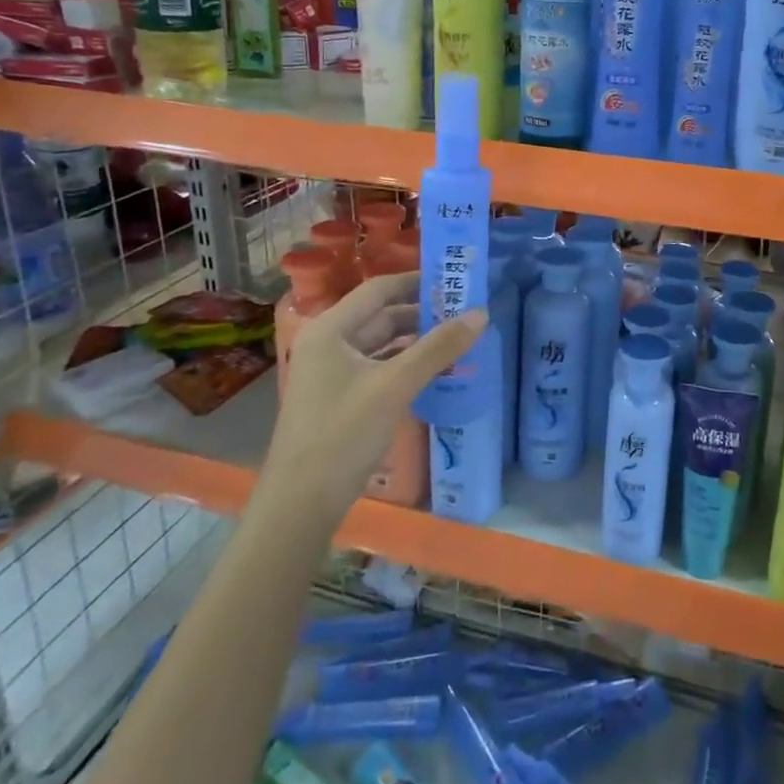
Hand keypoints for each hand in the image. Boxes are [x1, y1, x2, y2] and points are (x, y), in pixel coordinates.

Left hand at [264, 272, 485, 509]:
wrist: (302, 503)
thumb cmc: (343, 434)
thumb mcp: (395, 386)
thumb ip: (438, 348)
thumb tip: (481, 313)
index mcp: (330, 330)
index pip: (378, 289)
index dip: (416, 281)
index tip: (454, 281)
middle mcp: (327, 343)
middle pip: (380, 316)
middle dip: (422, 314)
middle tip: (465, 313)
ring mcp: (331, 373)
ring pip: (381, 344)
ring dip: (416, 342)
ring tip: (457, 340)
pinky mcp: (339, 399)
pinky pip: (377, 369)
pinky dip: (405, 366)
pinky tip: (434, 372)